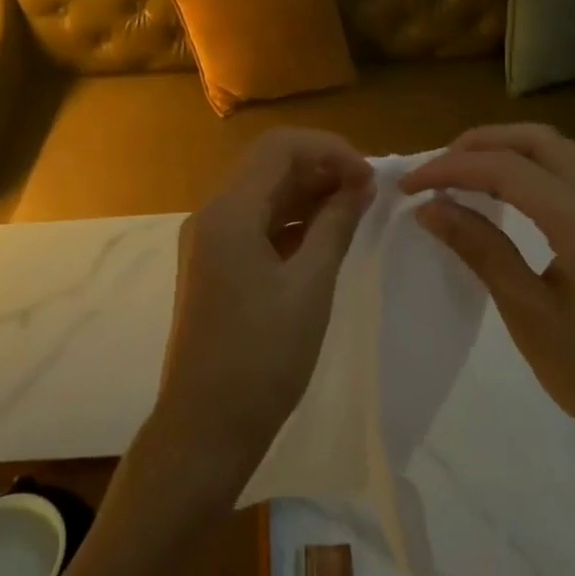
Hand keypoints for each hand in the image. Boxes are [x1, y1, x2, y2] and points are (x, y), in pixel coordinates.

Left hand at [149, 129, 374, 495]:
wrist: (205, 428)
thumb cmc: (262, 359)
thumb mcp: (310, 287)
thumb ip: (336, 225)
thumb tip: (360, 185)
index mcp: (229, 211)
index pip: (280, 147)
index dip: (330, 149)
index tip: (369, 177)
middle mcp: (212, 213)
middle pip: (269, 164)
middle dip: (321, 166)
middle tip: (367, 191)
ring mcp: (209, 239)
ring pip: (264, 192)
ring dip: (308, 191)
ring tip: (355, 209)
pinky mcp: (214, 263)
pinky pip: (256, 222)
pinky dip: (292, 219)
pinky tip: (325, 235)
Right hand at [401, 124, 574, 482]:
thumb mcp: (528, 312)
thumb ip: (480, 248)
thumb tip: (430, 207)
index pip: (506, 167)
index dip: (451, 168)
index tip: (409, 186)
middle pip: (538, 140)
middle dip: (481, 143)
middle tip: (438, 169)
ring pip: (557, 153)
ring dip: (507, 152)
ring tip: (462, 176)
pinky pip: (568, 177)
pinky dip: (528, 171)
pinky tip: (503, 199)